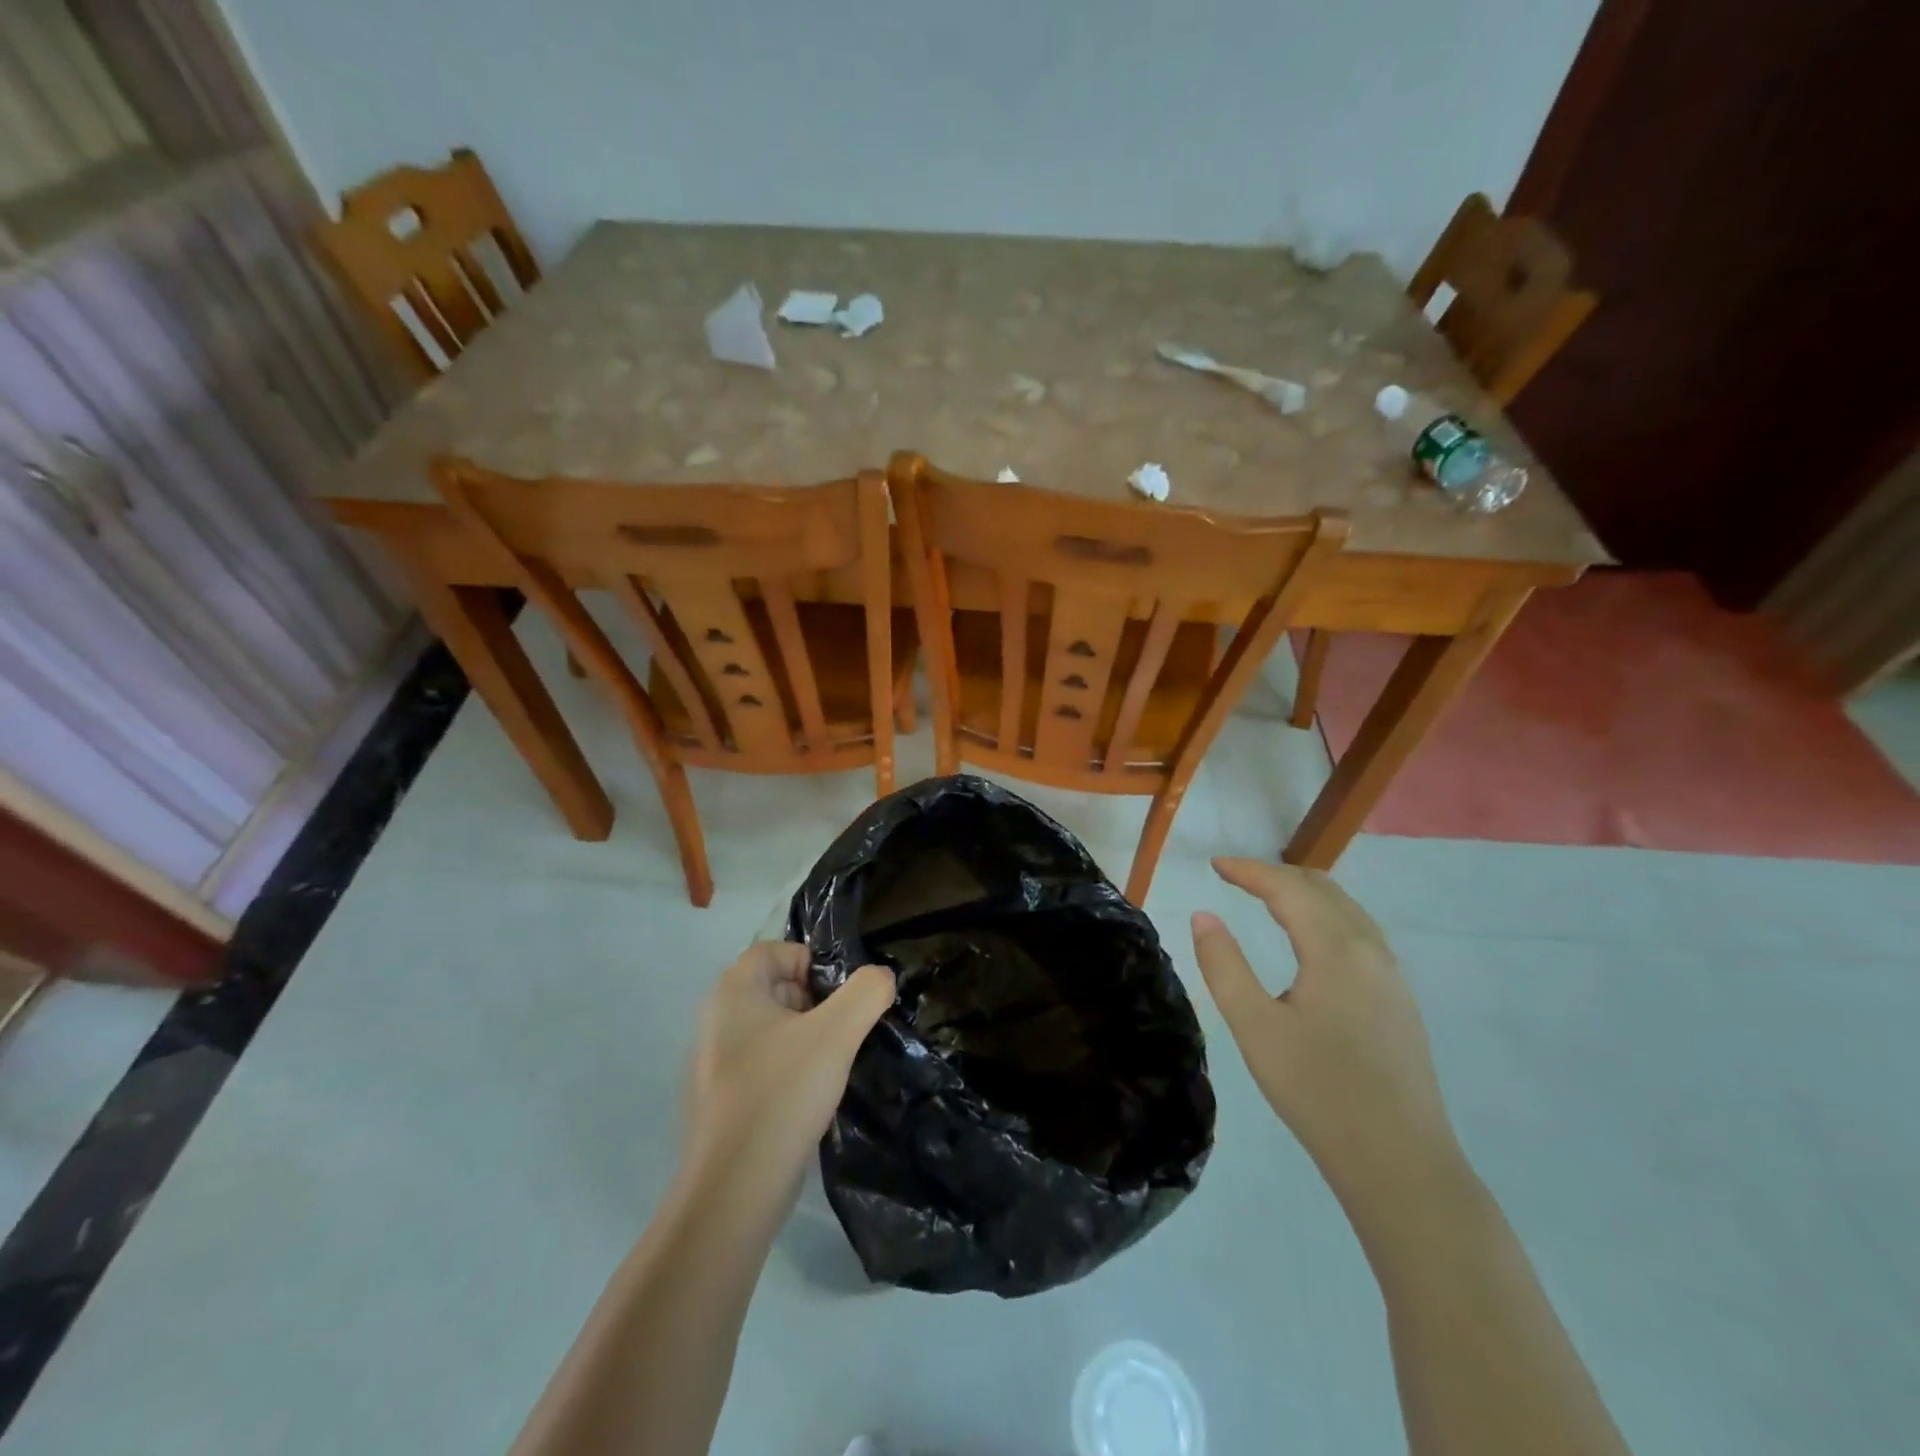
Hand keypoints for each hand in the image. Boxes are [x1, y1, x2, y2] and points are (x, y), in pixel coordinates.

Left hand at [685, 942, 894, 1202]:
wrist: (733, 1192)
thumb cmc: (781, 1094)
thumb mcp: (836, 1034)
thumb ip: (866, 993)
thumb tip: (881, 977)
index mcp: (732, 994)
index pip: (774, 950)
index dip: (811, 960)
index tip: (842, 993)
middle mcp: (716, 1021)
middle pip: (774, 987)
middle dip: (815, 999)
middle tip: (844, 1027)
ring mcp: (715, 1064)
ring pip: (772, 1028)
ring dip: (807, 1036)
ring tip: (835, 1063)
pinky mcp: (723, 1102)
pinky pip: (764, 1065)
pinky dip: (791, 1069)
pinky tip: (813, 1097)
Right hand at [1190, 858, 1464, 1209]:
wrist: (1400, 1162)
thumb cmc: (1318, 1091)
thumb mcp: (1255, 1028)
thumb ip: (1224, 965)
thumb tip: (1204, 916)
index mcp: (1336, 950)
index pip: (1289, 889)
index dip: (1249, 870)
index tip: (1215, 865)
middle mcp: (1371, 950)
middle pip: (1323, 890)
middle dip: (1277, 875)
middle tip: (1236, 878)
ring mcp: (1392, 975)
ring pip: (1347, 910)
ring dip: (1304, 894)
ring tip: (1268, 898)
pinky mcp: (1399, 1000)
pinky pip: (1360, 934)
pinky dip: (1326, 916)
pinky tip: (1310, 941)